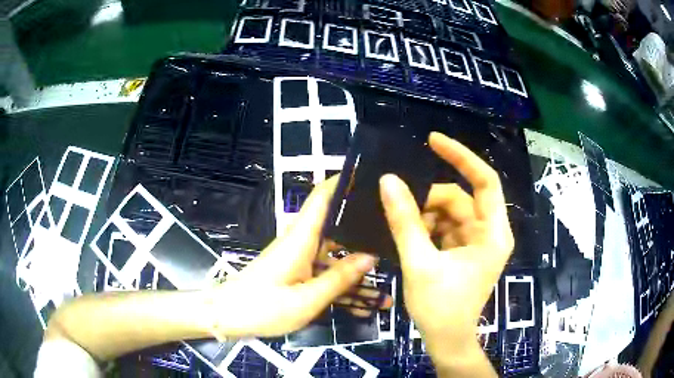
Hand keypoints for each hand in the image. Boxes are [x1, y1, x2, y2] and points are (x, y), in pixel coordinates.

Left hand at [208, 176, 390, 338]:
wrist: (227, 318)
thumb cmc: (262, 308)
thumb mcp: (306, 300)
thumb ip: (338, 278)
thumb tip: (370, 256)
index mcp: (300, 239)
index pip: (322, 197)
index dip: (343, 182)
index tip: (371, 177)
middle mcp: (301, 243)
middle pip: (337, 227)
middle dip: (365, 231)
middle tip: (397, 236)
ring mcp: (299, 260)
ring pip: (335, 257)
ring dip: (358, 272)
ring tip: (387, 287)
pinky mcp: (297, 274)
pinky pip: (326, 275)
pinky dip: (343, 287)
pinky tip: (364, 304)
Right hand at [379, 132, 512, 373]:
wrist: (446, 340)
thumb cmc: (440, 308)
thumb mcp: (419, 263)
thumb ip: (404, 221)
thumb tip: (388, 181)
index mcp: (492, 234)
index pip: (485, 180)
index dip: (461, 156)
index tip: (433, 141)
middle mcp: (489, 232)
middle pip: (460, 198)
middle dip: (429, 200)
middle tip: (399, 207)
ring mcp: (477, 242)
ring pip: (450, 213)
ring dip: (425, 216)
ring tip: (404, 229)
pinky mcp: (465, 251)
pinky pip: (445, 227)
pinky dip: (427, 228)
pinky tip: (411, 239)